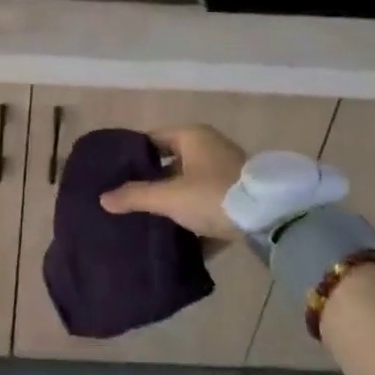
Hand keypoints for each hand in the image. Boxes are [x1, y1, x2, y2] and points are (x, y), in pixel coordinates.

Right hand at [98, 125, 248, 240]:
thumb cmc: (213, 195)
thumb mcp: (169, 197)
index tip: (115, 174)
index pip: (153, 139)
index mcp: (192, 136)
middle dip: (152, 182)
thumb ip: (135, 196)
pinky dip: (195, 218)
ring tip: (149, 220)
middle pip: (172, 163)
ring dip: (174, 202)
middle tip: (128, 199)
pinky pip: (208, 204)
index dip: (133, 155)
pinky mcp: (240, 197)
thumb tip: (103, 198)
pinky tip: (179, 237)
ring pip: (190, 186)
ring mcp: (228, 172)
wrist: (271, 219)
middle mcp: (210, 147)